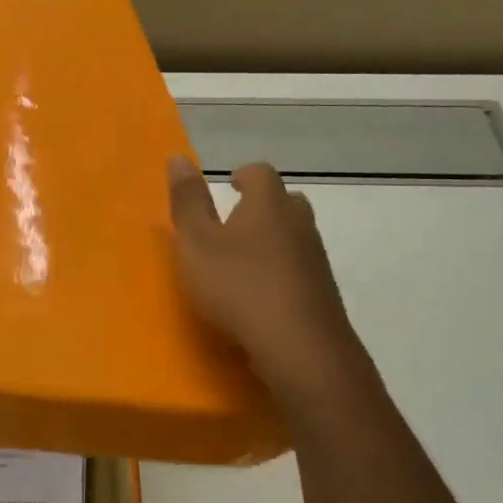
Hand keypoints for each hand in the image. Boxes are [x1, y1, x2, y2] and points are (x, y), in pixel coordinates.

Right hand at [167, 156, 375, 401]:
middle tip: (235, 221)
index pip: (260, 173)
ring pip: (294, 236)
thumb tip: (179, 157)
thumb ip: (187, 202)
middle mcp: (298, 223)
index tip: (229, 185)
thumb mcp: (197, 244)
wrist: (299, 345)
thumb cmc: (238, 286)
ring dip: (272, 240)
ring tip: (244, 260)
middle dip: (262, 206)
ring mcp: (316, 258)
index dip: (244, 176)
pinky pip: (299, 269)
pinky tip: (262, 294)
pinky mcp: (322, 292)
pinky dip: (281, 271)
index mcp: (268, 204)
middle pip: (284, 202)